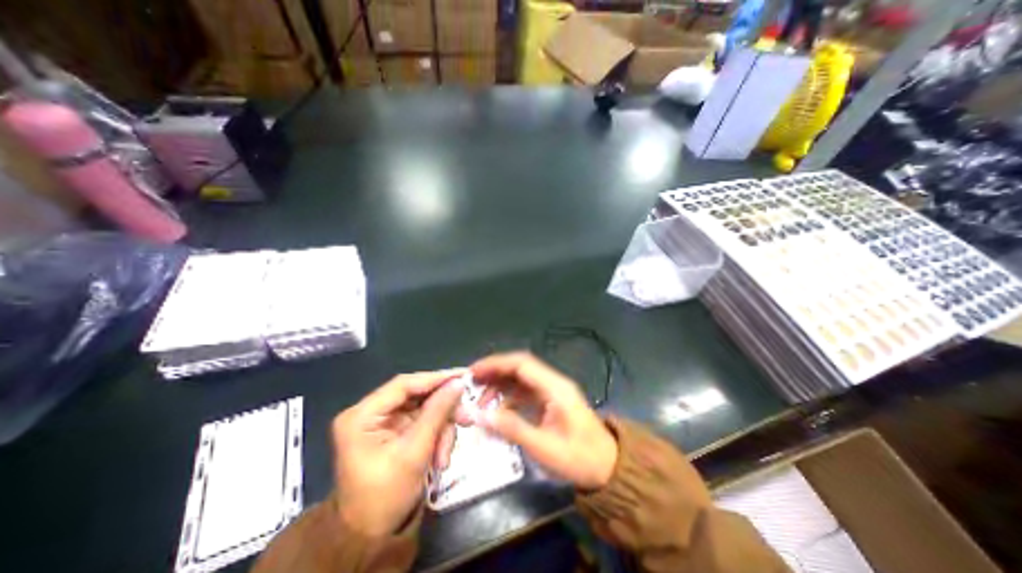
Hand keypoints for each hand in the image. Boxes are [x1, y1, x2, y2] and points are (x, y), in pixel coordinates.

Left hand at [332, 369, 463, 534]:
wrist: (370, 538)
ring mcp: (384, 423)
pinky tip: (440, 458)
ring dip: (441, 429)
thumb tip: (458, 383)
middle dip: (442, 412)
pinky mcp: (395, 432)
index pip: (404, 384)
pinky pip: (423, 423)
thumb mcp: (415, 452)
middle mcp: (371, 413)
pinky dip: (436, 437)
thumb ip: (437, 412)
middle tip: (466, 418)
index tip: (463, 376)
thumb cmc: (386, 496)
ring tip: (445, 456)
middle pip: (417, 397)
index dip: (435, 378)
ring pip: (424, 410)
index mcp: (362, 416)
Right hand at [466, 352, 617, 489]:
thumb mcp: (544, 447)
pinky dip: (508, 397)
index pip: (522, 364)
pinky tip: (497, 410)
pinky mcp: (550, 402)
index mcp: (555, 387)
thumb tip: (481, 415)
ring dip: (500, 385)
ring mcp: (552, 392)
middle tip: (471, 383)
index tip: (474, 371)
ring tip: (480, 400)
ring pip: (520, 379)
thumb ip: (512, 428)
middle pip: (520, 368)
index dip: (496, 364)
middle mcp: (553, 383)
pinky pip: (525, 393)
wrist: (608, 468)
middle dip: (495, 372)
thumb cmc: (579, 458)